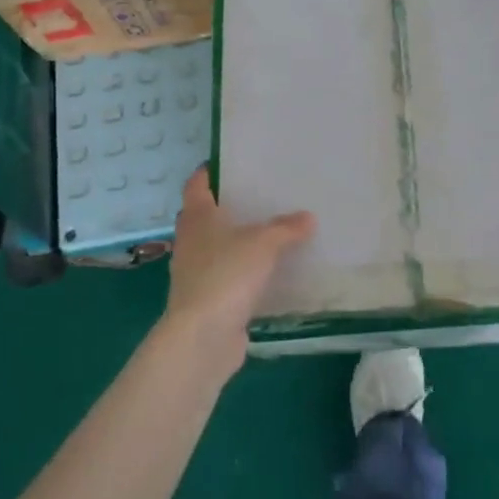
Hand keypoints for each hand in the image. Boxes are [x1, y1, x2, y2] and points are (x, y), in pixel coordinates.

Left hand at [162, 168, 314, 376]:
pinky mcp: (208, 300)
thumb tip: (307, 217)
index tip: (231, 162)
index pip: (196, 184)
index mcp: (198, 218)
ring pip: (217, 247)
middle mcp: (191, 241)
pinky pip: (228, 277)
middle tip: (260, 197)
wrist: (203, 336)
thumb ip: (285, 228)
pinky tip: (269, 273)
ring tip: (271, 233)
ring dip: (237, 242)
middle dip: (228, 207)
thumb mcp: (263, 244)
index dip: (209, 172)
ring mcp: (196, 273)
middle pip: (205, 216)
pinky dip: (244, 273)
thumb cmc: (226, 275)